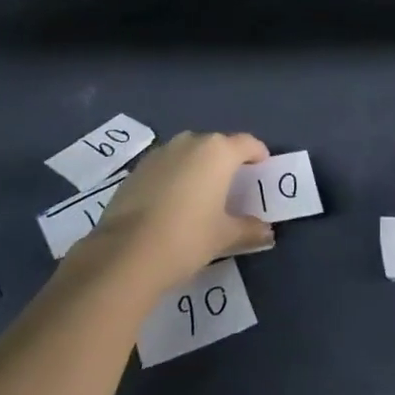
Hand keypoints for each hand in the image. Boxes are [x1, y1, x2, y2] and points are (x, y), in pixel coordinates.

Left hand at [83, 131, 272, 295]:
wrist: (126, 253)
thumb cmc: (187, 238)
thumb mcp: (224, 236)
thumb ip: (249, 229)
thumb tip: (268, 233)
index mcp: (218, 152)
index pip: (248, 143)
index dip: (258, 155)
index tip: (261, 170)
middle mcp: (191, 141)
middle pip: (218, 146)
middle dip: (227, 163)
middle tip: (232, 189)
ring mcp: (162, 151)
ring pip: (190, 153)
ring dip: (199, 168)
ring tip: (201, 196)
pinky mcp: (139, 167)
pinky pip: (167, 165)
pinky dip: (175, 177)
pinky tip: (172, 204)